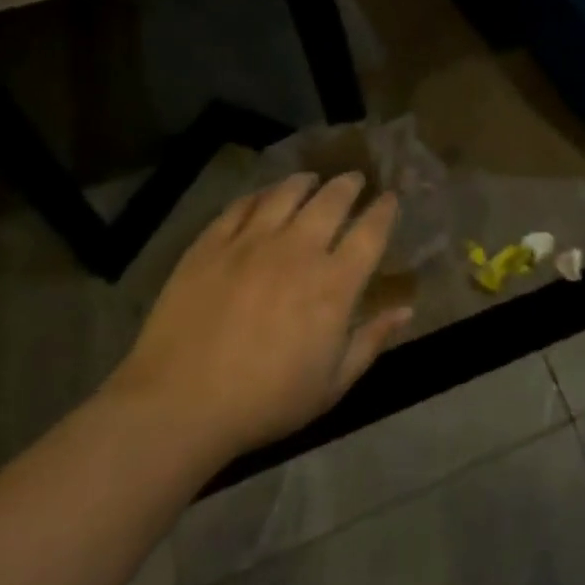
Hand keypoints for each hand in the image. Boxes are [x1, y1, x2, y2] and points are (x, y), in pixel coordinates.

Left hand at [105, 173, 411, 464]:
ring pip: (286, 193)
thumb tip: (406, 310)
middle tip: (354, 179)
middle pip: (331, 200)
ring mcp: (251, 243)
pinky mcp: (211, 244)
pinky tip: (263, 197)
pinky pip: (241, 206)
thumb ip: (371, 342)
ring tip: (310, 179)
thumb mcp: (331, 385)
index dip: (384, 211)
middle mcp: (298, 251)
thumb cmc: (265, 402)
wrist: (178, 406)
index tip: (390, 198)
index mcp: (334, 285)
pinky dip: (259, 195)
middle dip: (349, 184)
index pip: (370, 232)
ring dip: (305, 182)